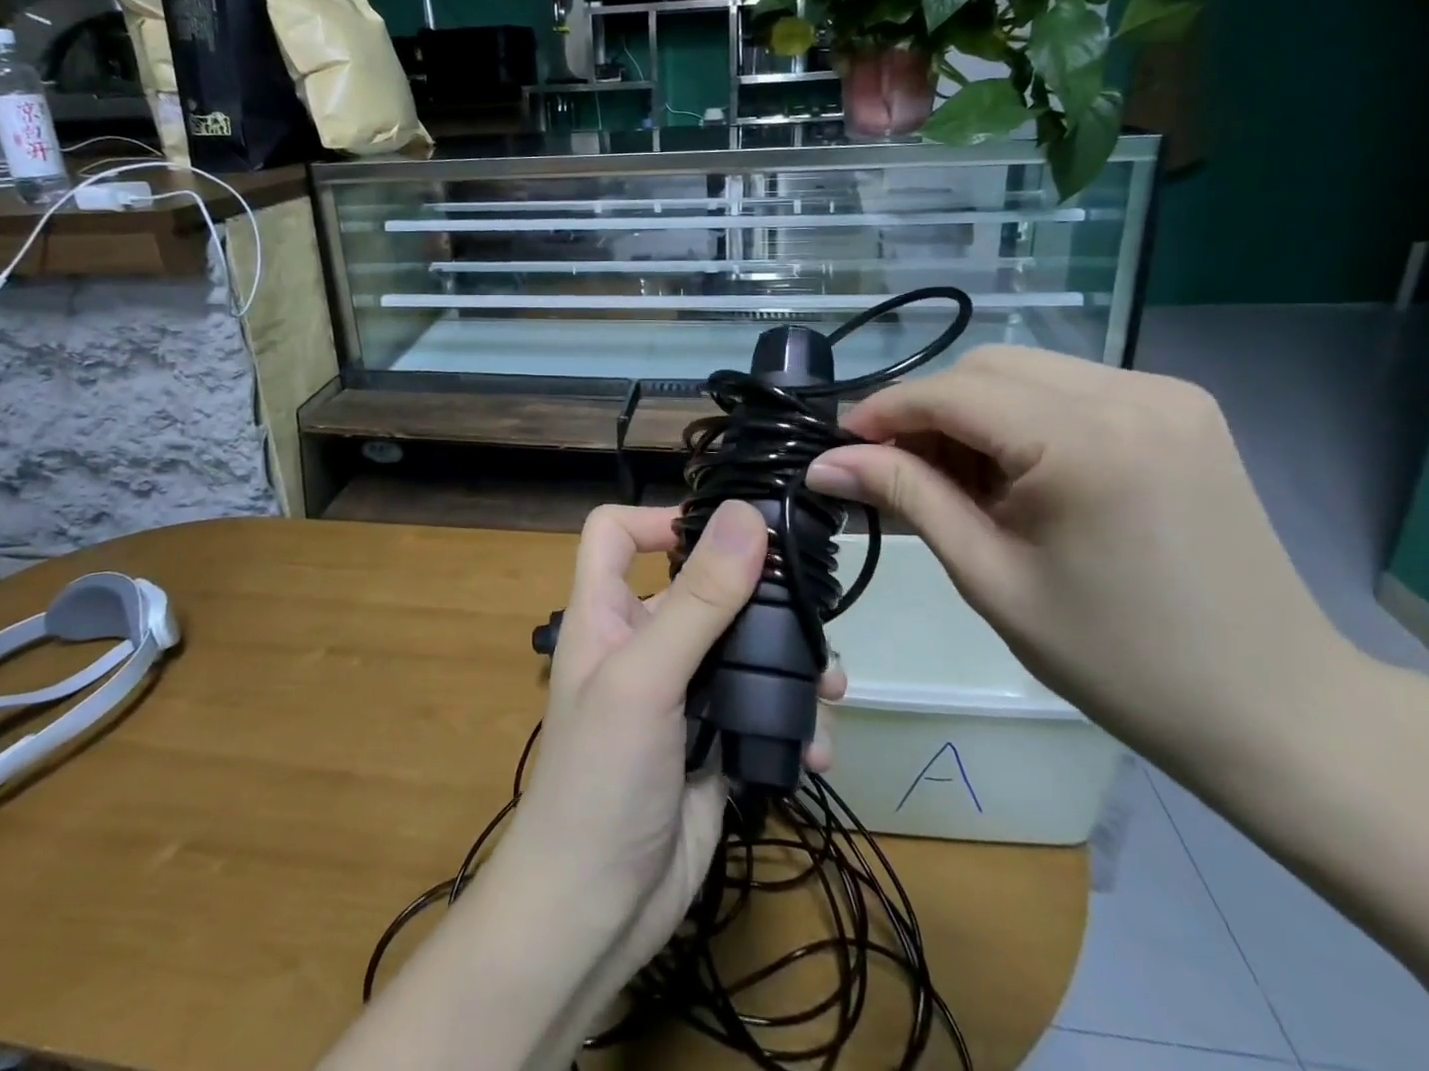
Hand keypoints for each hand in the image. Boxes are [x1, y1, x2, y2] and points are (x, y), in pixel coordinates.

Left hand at [493, 502, 846, 988]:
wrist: (598, 914)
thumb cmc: (601, 779)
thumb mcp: (646, 678)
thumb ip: (698, 600)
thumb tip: (746, 515)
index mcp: (605, 613)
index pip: (616, 533)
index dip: (658, 518)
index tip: (723, 531)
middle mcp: (642, 643)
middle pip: (701, 587)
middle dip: (758, 596)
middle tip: (812, 608)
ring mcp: (681, 694)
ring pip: (742, 648)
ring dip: (788, 662)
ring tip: (829, 685)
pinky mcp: (714, 741)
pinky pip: (759, 707)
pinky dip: (790, 718)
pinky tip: (814, 746)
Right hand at [806, 346, 1351, 792]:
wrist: (1276, 707)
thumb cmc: (1119, 660)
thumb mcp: (991, 577)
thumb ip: (906, 497)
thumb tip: (825, 463)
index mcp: (1087, 440)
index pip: (952, 393)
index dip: (883, 412)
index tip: (836, 445)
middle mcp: (1130, 391)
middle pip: (986, 367)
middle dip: (926, 410)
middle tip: (891, 468)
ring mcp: (1165, 392)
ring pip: (1025, 370)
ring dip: (970, 411)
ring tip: (952, 476)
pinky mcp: (1181, 406)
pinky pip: (1068, 387)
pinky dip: (1020, 416)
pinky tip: (1013, 470)